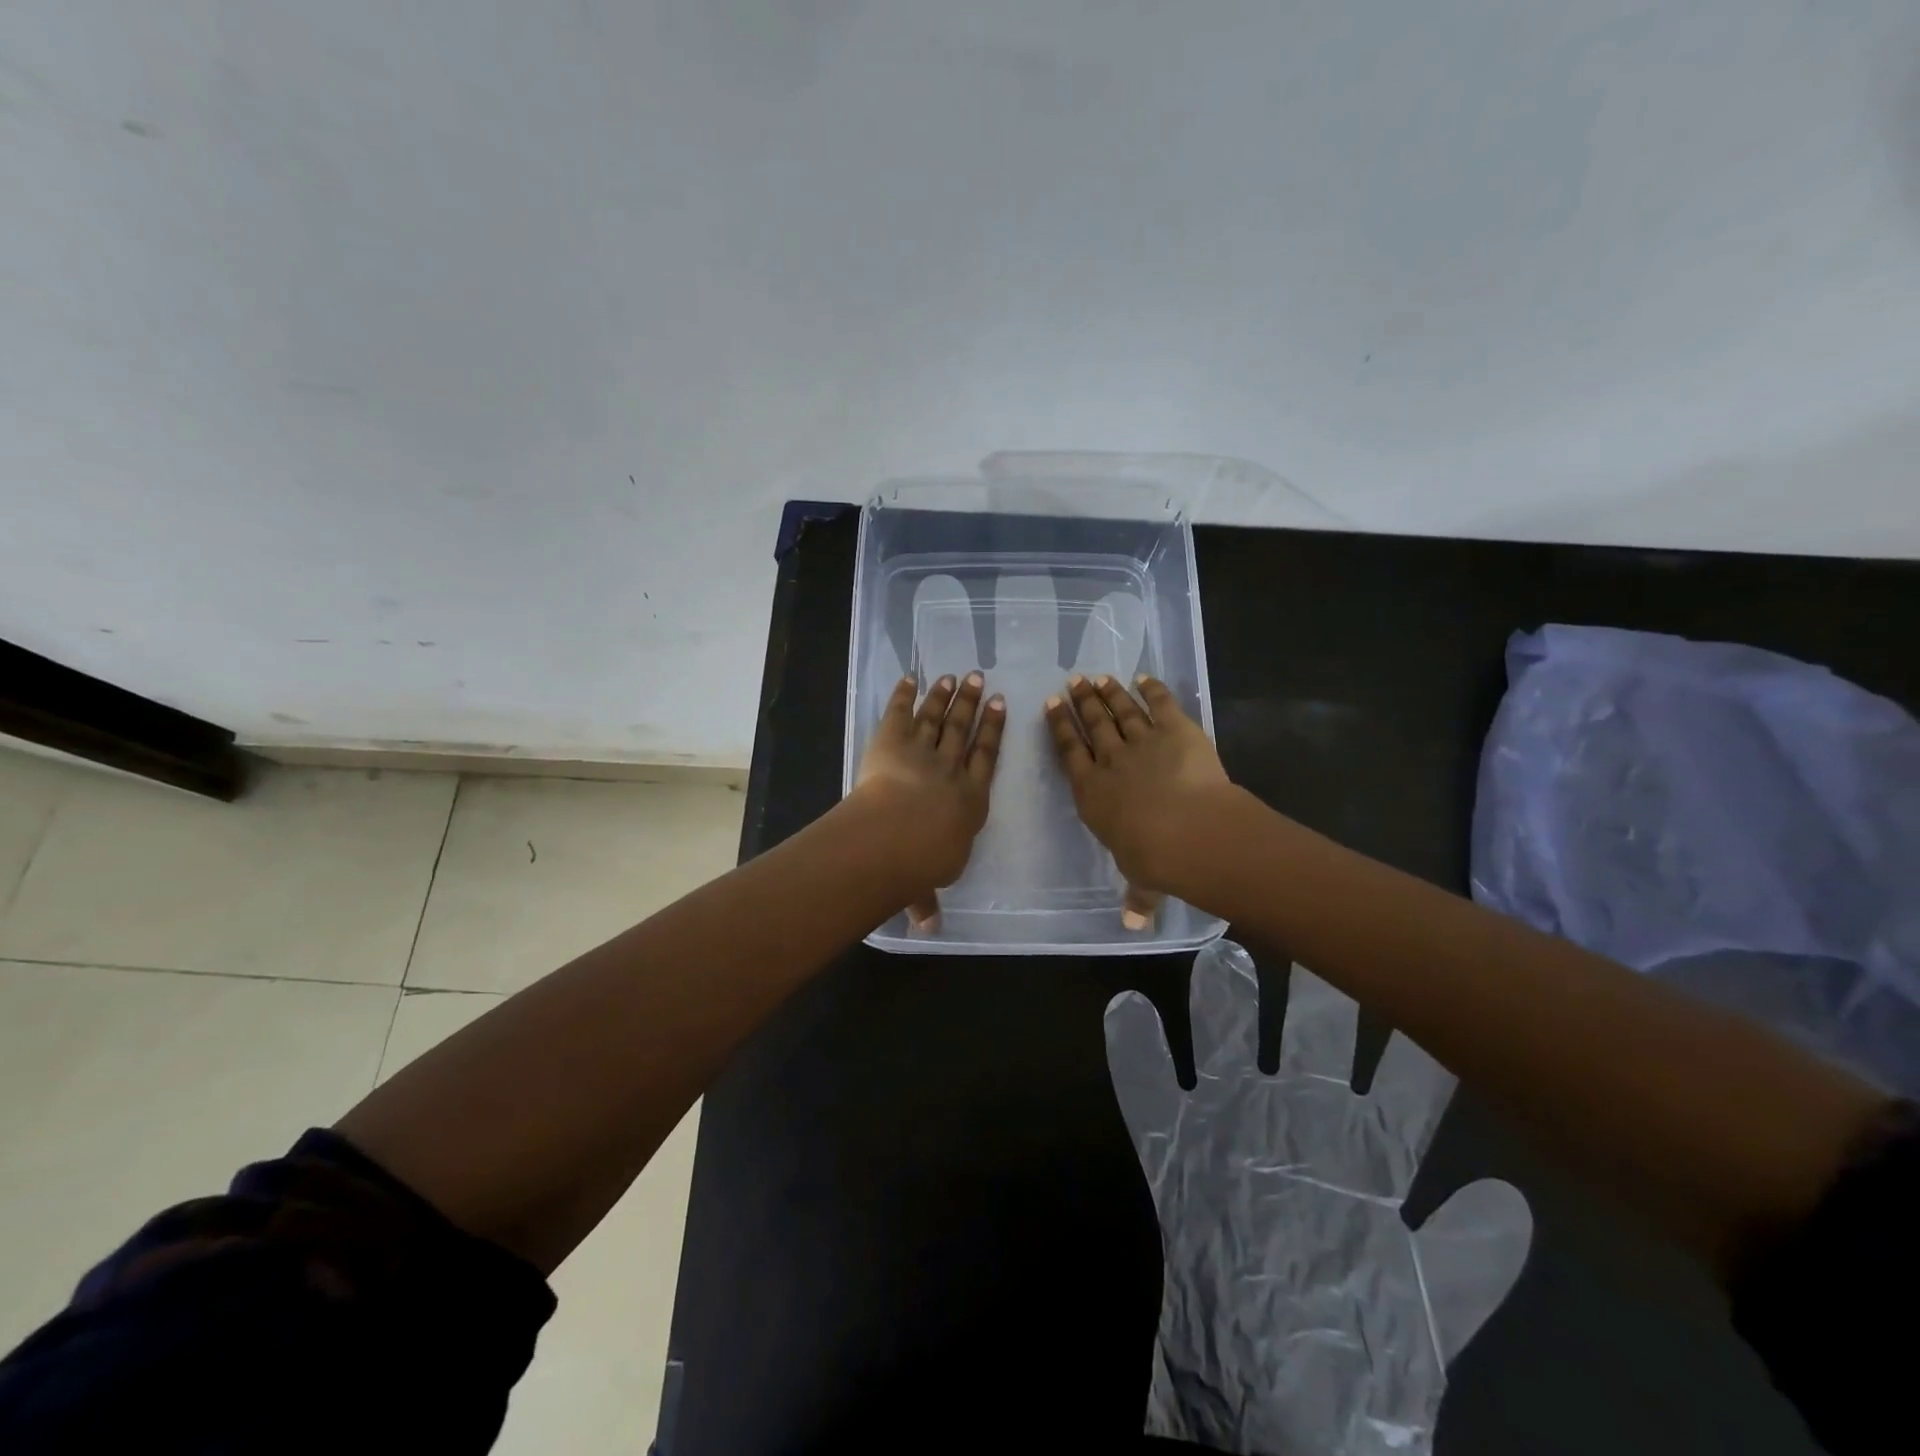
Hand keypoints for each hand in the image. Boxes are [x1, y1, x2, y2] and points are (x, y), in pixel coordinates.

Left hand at [853, 672, 1005, 927]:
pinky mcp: (890, 741)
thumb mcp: (929, 883)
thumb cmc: (922, 863)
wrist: (896, 837)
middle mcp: (950, 768)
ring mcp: (921, 751)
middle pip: (964, 730)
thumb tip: (928, 928)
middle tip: (980, 679)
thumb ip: (927, 899)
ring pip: (936, 717)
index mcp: (970, 799)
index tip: (1000, 706)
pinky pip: (899, 713)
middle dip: (972, 704)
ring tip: (954, 676)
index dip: (993, 730)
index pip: (986, 757)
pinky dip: (904, 695)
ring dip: (945, 696)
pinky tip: (910, 678)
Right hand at [1045, 673, 1232, 920]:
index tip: (1051, 706)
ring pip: (1121, 711)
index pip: (1070, 753)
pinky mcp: (1176, 730)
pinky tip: (1143, 678)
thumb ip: (1137, 896)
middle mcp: (1111, 762)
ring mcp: (1143, 742)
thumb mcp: (1142, 880)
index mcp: (1092, 793)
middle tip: (1072, 683)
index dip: (1060, 728)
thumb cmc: (1155, 859)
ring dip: (1109, 693)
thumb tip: (1133, 925)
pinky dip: (1152, 689)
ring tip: (1098, 678)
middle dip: (1081, 703)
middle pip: (1092, 725)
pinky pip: (1161, 704)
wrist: (1190, 831)